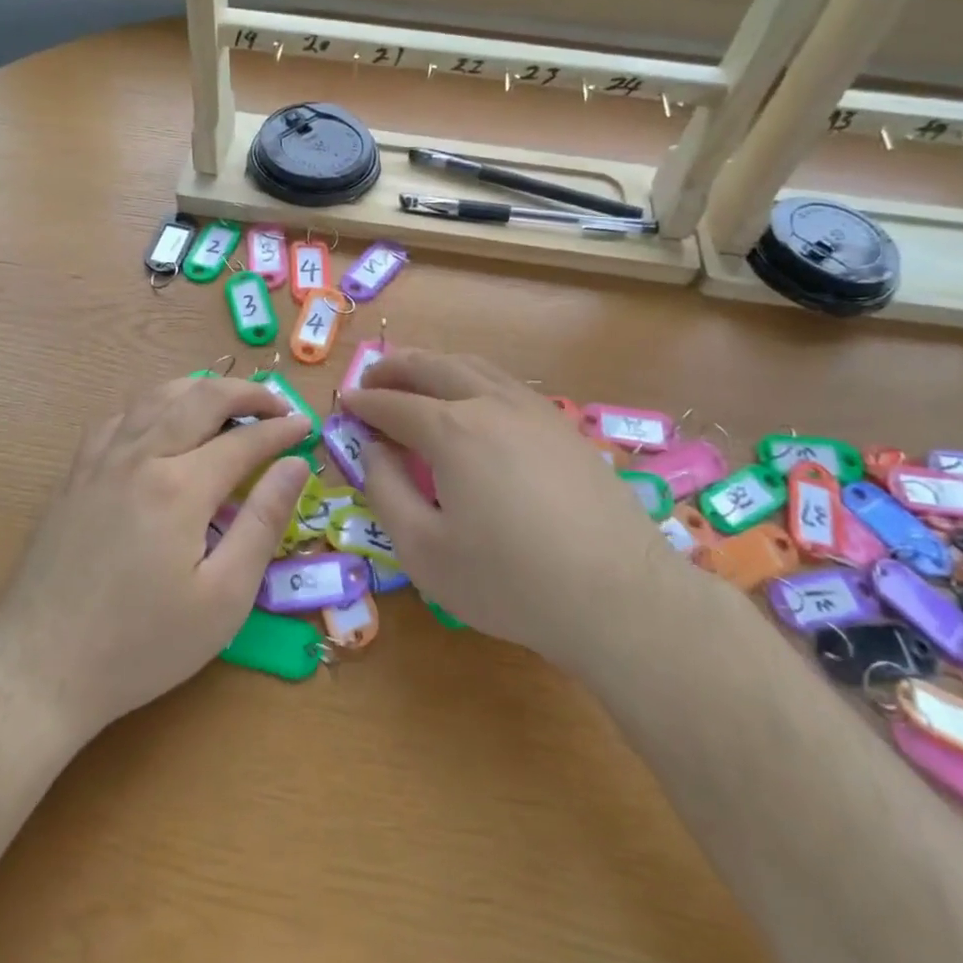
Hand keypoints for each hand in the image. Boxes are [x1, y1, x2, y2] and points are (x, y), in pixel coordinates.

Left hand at [0, 375, 312, 743]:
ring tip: (229, 402)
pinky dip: (154, 405)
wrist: (39, 669)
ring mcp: (100, 460)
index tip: (306, 427)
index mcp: (179, 487)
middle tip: (277, 405)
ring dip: (200, 389)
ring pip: (156, 396)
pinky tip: (163, 423)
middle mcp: (139, 456)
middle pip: (201, 398)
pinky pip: (120, 416)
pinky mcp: (74, 474)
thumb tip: (295, 466)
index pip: (244, 439)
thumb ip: (263, 522)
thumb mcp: (223, 598)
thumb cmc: (141, 645)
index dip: (282, 429)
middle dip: (247, 393)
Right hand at [342, 350, 671, 674]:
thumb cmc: (509, 581)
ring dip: (437, 366)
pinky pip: (507, 384)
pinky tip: (474, 402)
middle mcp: (491, 404)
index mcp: (451, 430)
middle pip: (434, 367)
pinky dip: (474, 379)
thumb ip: (386, 491)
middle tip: (372, 378)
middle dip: (396, 368)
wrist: (618, 596)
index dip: (364, 403)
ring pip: (475, 368)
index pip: (394, 404)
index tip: (344, 404)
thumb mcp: (424, 550)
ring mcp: (534, 411)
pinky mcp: (564, 427)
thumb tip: (372, 449)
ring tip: (416, 378)